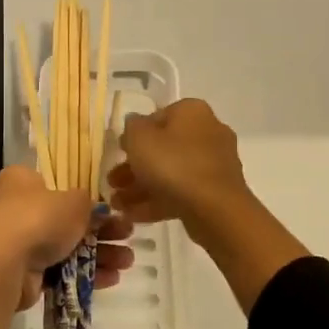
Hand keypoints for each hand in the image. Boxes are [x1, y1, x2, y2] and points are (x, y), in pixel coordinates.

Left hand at [0, 166, 134, 328]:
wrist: (1, 266)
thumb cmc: (37, 219)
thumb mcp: (74, 202)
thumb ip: (89, 203)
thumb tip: (95, 209)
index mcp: (22, 181)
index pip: (59, 184)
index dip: (88, 196)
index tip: (113, 208)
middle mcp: (17, 208)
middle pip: (67, 218)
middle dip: (102, 230)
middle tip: (128, 235)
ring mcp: (18, 243)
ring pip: (67, 247)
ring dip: (100, 254)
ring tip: (128, 262)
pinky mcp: (23, 273)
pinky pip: (60, 271)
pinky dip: (84, 273)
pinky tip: (112, 279)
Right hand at [108, 99, 253, 235]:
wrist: (214, 208)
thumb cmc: (173, 164)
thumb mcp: (139, 138)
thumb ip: (131, 127)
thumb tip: (134, 125)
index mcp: (192, 112)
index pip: (158, 116)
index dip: (135, 134)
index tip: (119, 152)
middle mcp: (208, 132)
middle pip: (163, 148)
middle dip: (134, 167)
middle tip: (112, 182)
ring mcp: (214, 164)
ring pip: (170, 173)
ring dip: (141, 187)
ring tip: (117, 204)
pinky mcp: (215, 192)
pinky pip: (181, 192)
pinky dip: (158, 201)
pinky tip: (133, 216)